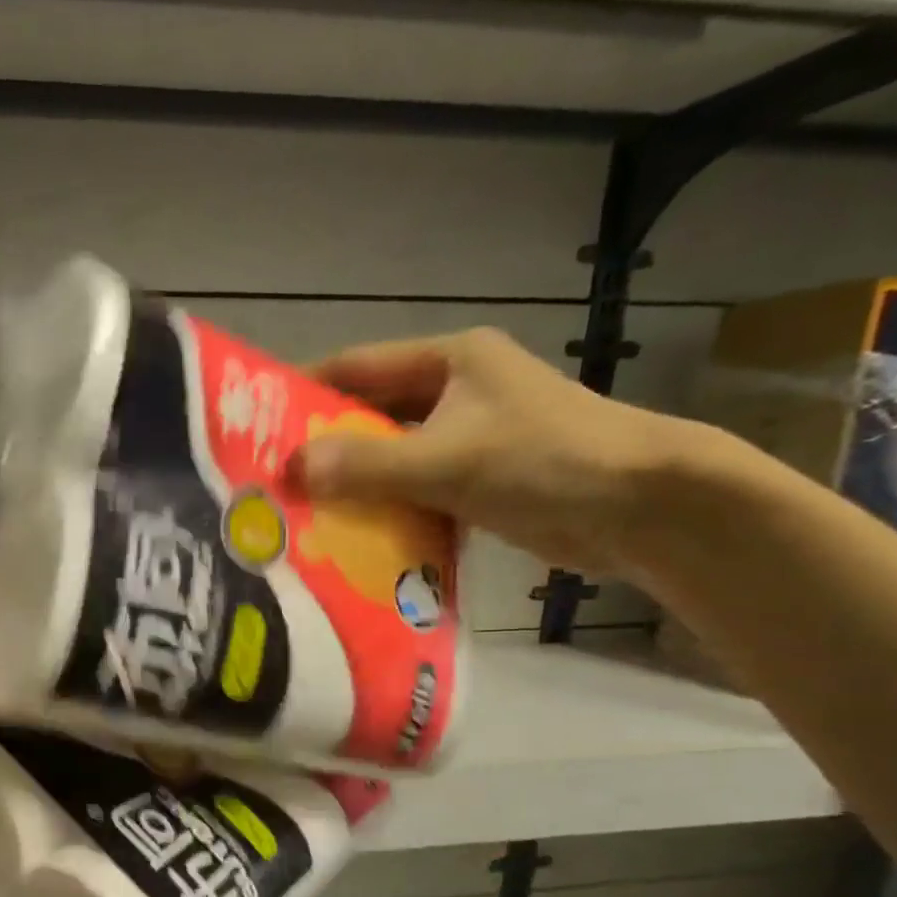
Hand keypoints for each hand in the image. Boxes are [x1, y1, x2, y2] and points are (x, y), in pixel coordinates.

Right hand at [298, 327, 706, 579]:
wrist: (640, 507)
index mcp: (449, 361)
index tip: (256, 423)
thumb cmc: (545, 462)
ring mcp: (467, 436)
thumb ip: (368, 466)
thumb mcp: (447, 460)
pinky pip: (414, 488)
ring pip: (390, 456)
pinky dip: (385, 508)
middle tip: (271, 480)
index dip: (305, 391)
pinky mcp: (477, 479)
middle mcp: (454, 391)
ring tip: (299, 513)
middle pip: (370, 415)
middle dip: (324, 447)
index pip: (357, 367)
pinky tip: (350, 535)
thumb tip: (292, 470)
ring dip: (352, 483)